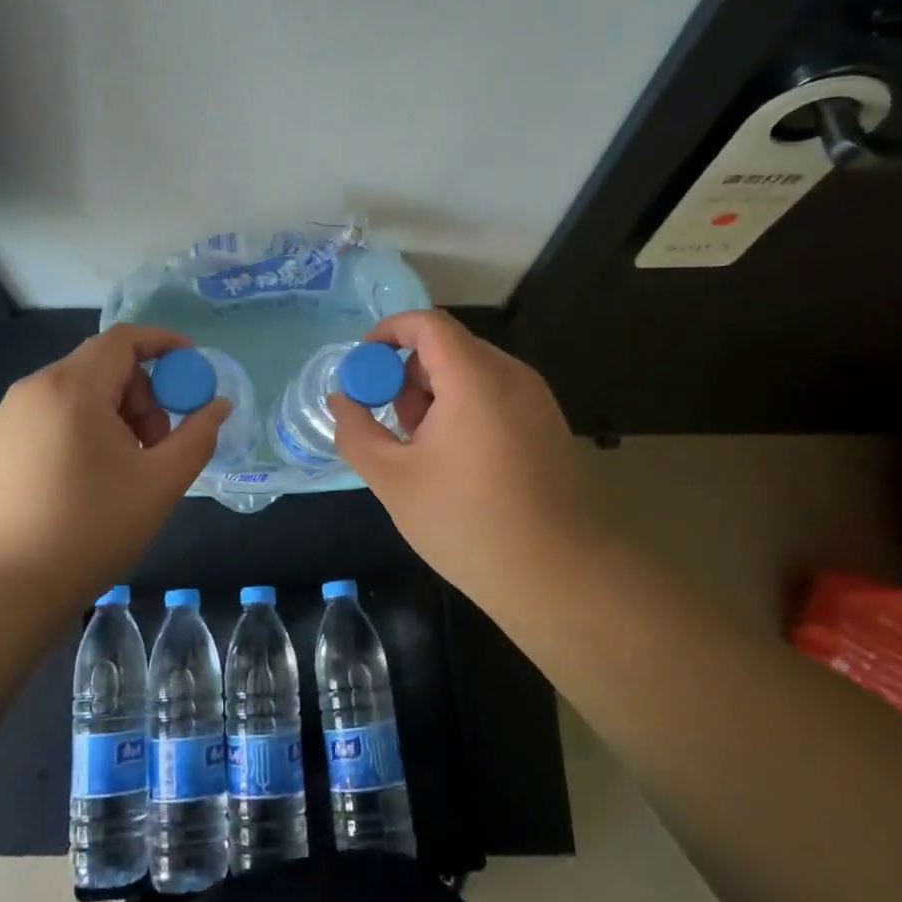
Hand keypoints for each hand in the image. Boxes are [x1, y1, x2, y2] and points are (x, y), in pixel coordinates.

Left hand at [0, 326, 228, 597]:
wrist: (3, 588)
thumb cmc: (90, 530)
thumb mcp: (160, 483)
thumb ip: (198, 436)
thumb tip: (219, 405)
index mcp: (73, 388)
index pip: (123, 340)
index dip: (164, 344)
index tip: (192, 368)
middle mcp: (36, 387)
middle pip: (104, 364)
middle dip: (143, 393)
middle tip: (157, 442)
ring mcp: (12, 414)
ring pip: (81, 389)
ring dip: (117, 412)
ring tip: (127, 466)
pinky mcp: (1, 439)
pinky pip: (57, 410)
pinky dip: (87, 424)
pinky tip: (93, 474)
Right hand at [328, 310, 588, 591]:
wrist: (559, 577)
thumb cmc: (468, 523)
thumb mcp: (394, 480)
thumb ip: (357, 431)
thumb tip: (342, 400)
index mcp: (475, 379)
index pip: (428, 324)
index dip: (388, 333)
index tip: (363, 368)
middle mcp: (512, 376)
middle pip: (448, 348)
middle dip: (409, 377)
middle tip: (395, 427)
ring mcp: (536, 400)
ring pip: (471, 373)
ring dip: (436, 397)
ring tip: (425, 454)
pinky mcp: (548, 425)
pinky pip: (495, 396)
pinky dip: (465, 410)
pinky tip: (459, 465)